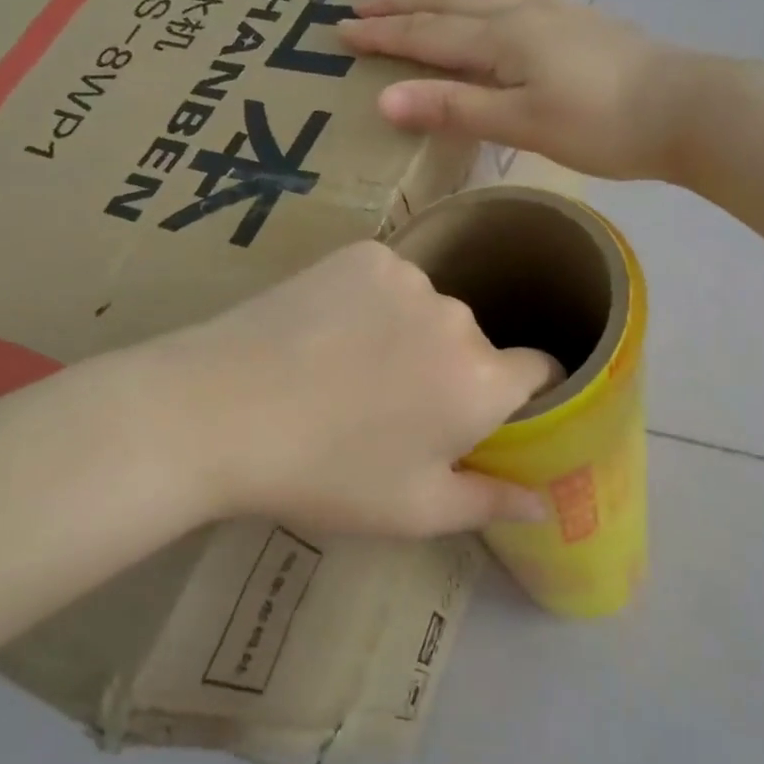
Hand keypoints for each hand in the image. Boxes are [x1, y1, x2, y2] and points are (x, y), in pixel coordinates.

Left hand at [159, 241, 555, 537]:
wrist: (217, 411)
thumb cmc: (324, 473)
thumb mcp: (413, 510)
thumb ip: (490, 503)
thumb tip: (546, 504)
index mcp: (482, 381)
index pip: (541, 369)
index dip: (525, 394)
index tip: (493, 415)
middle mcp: (458, 317)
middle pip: (477, 345)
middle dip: (454, 374)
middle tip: (397, 410)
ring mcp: (408, 277)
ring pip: (431, 312)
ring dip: (412, 336)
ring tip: (353, 371)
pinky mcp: (362, 254)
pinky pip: (390, 282)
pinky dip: (374, 304)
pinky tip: (329, 333)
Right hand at [337, 0, 691, 181]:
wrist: (683, 109)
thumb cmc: (600, 126)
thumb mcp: (520, 124)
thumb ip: (454, 109)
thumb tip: (384, 99)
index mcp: (503, 39)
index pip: (427, 33)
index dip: (382, 33)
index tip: (339, 29)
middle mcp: (522, 11)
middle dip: (401, 2)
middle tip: (361, 0)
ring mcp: (554, 8)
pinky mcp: (579, 16)